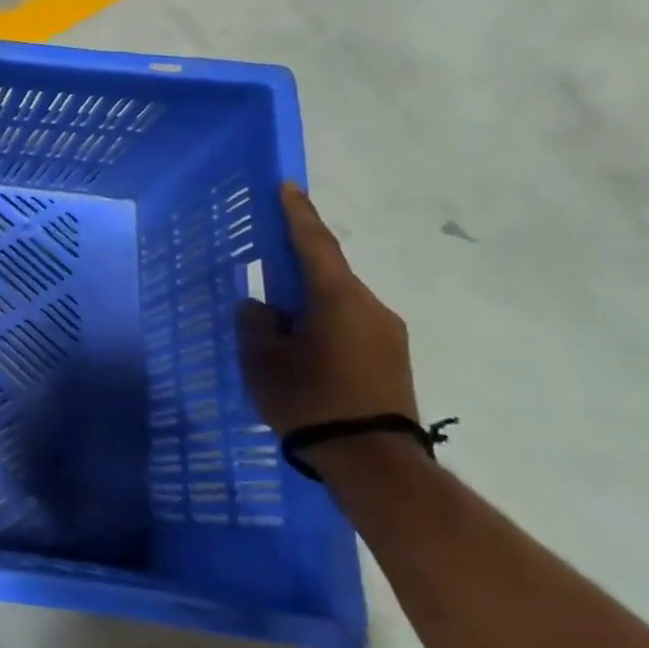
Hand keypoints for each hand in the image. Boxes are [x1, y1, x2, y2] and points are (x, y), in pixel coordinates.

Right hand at [237, 183, 417, 437]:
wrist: (374, 460)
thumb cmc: (310, 400)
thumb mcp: (264, 359)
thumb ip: (257, 322)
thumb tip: (261, 306)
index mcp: (338, 298)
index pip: (314, 244)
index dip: (298, 214)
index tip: (287, 186)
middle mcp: (370, 307)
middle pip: (328, 272)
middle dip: (297, 262)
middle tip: (266, 258)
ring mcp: (387, 334)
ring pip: (338, 301)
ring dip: (308, 298)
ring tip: (277, 314)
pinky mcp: (391, 358)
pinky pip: (349, 323)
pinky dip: (322, 320)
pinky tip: (300, 342)